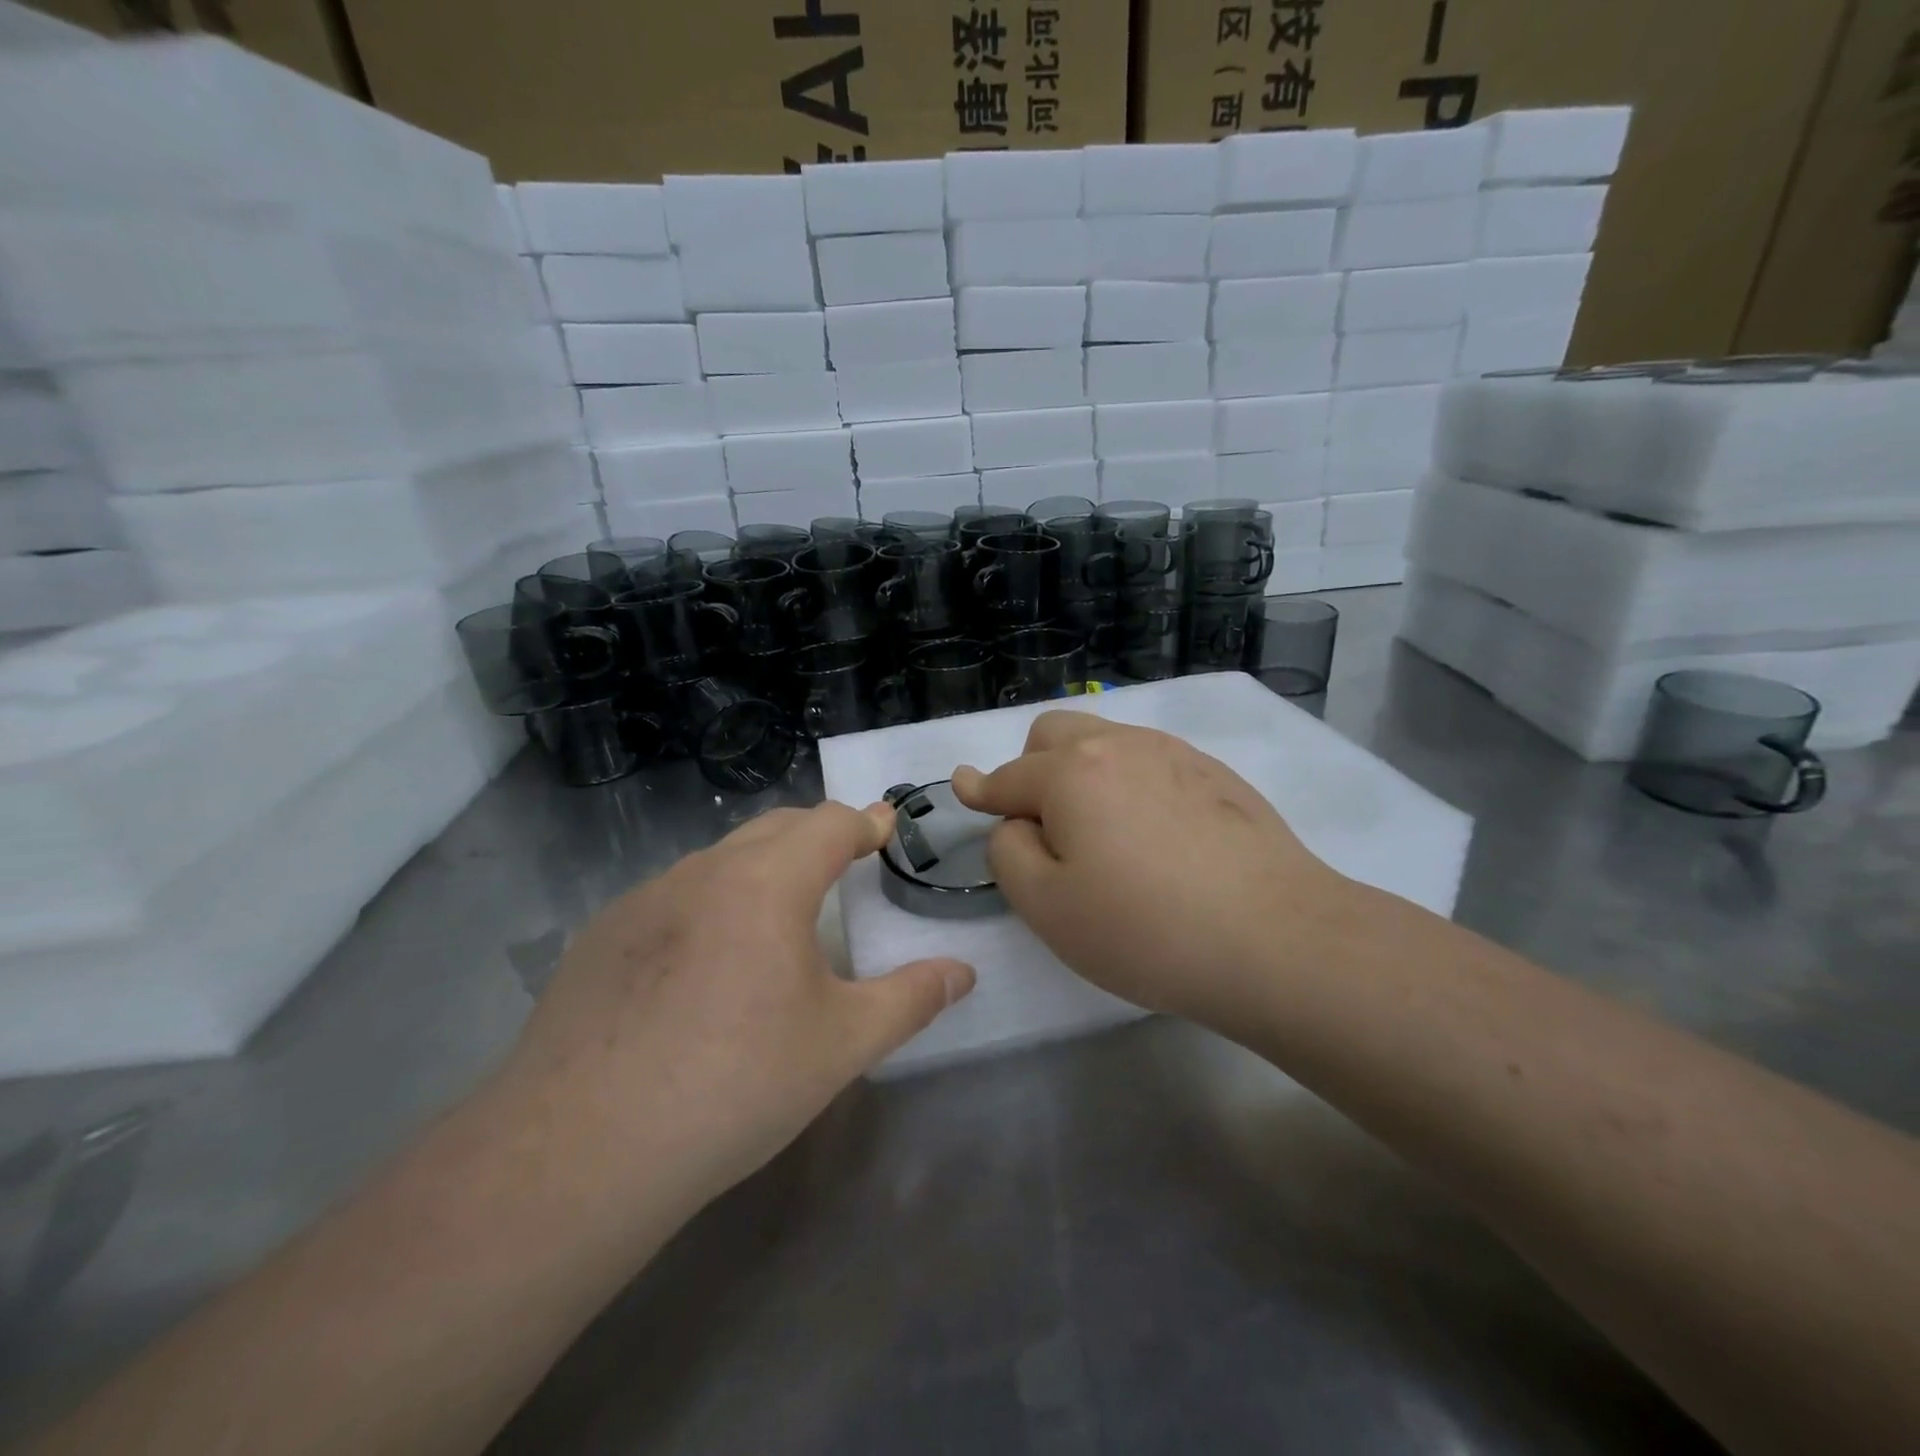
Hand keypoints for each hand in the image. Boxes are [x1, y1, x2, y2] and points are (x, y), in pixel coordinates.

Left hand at [491, 802, 975, 1239]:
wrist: (582, 1150)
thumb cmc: (735, 1085)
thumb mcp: (842, 1044)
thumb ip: (912, 999)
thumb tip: (963, 972)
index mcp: (768, 882)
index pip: (830, 823)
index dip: (866, 822)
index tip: (886, 828)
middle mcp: (704, 872)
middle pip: (775, 827)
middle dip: (818, 835)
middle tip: (845, 862)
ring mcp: (644, 899)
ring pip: (719, 859)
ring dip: (760, 866)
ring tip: (778, 912)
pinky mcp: (601, 936)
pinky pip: (673, 896)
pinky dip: (709, 902)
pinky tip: (703, 963)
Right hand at [952, 712, 1350, 1034]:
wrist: (1277, 939)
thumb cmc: (1146, 929)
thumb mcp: (1047, 906)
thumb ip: (1008, 852)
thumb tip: (1015, 822)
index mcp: (1072, 772)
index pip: (1009, 777)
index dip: (981, 789)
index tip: (964, 787)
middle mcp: (1121, 745)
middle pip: (1054, 734)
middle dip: (1031, 769)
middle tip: (1044, 828)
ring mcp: (1175, 754)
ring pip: (1106, 740)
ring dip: (1082, 771)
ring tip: (1102, 832)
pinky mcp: (1216, 774)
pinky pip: (1151, 760)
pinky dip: (1129, 781)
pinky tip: (1154, 833)